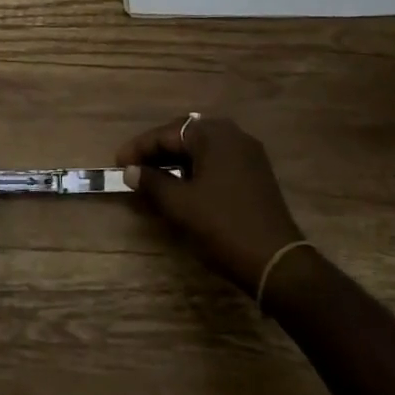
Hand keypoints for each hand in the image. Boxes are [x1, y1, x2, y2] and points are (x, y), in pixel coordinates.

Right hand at [117, 116, 304, 293]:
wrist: (276, 261)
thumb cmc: (222, 226)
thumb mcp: (179, 204)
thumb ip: (151, 182)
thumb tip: (130, 171)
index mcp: (213, 135)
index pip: (167, 133)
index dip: (140, 148)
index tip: (118, 163)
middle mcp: (233, 135)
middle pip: (185, 135)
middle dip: (157, 152)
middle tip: (133, 168)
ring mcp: (248, 154)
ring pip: (202, 149)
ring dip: (176, 161)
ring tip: (153, 178)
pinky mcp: (255, 174)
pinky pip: (217, 161)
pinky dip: (195, 169)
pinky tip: (182, 186)